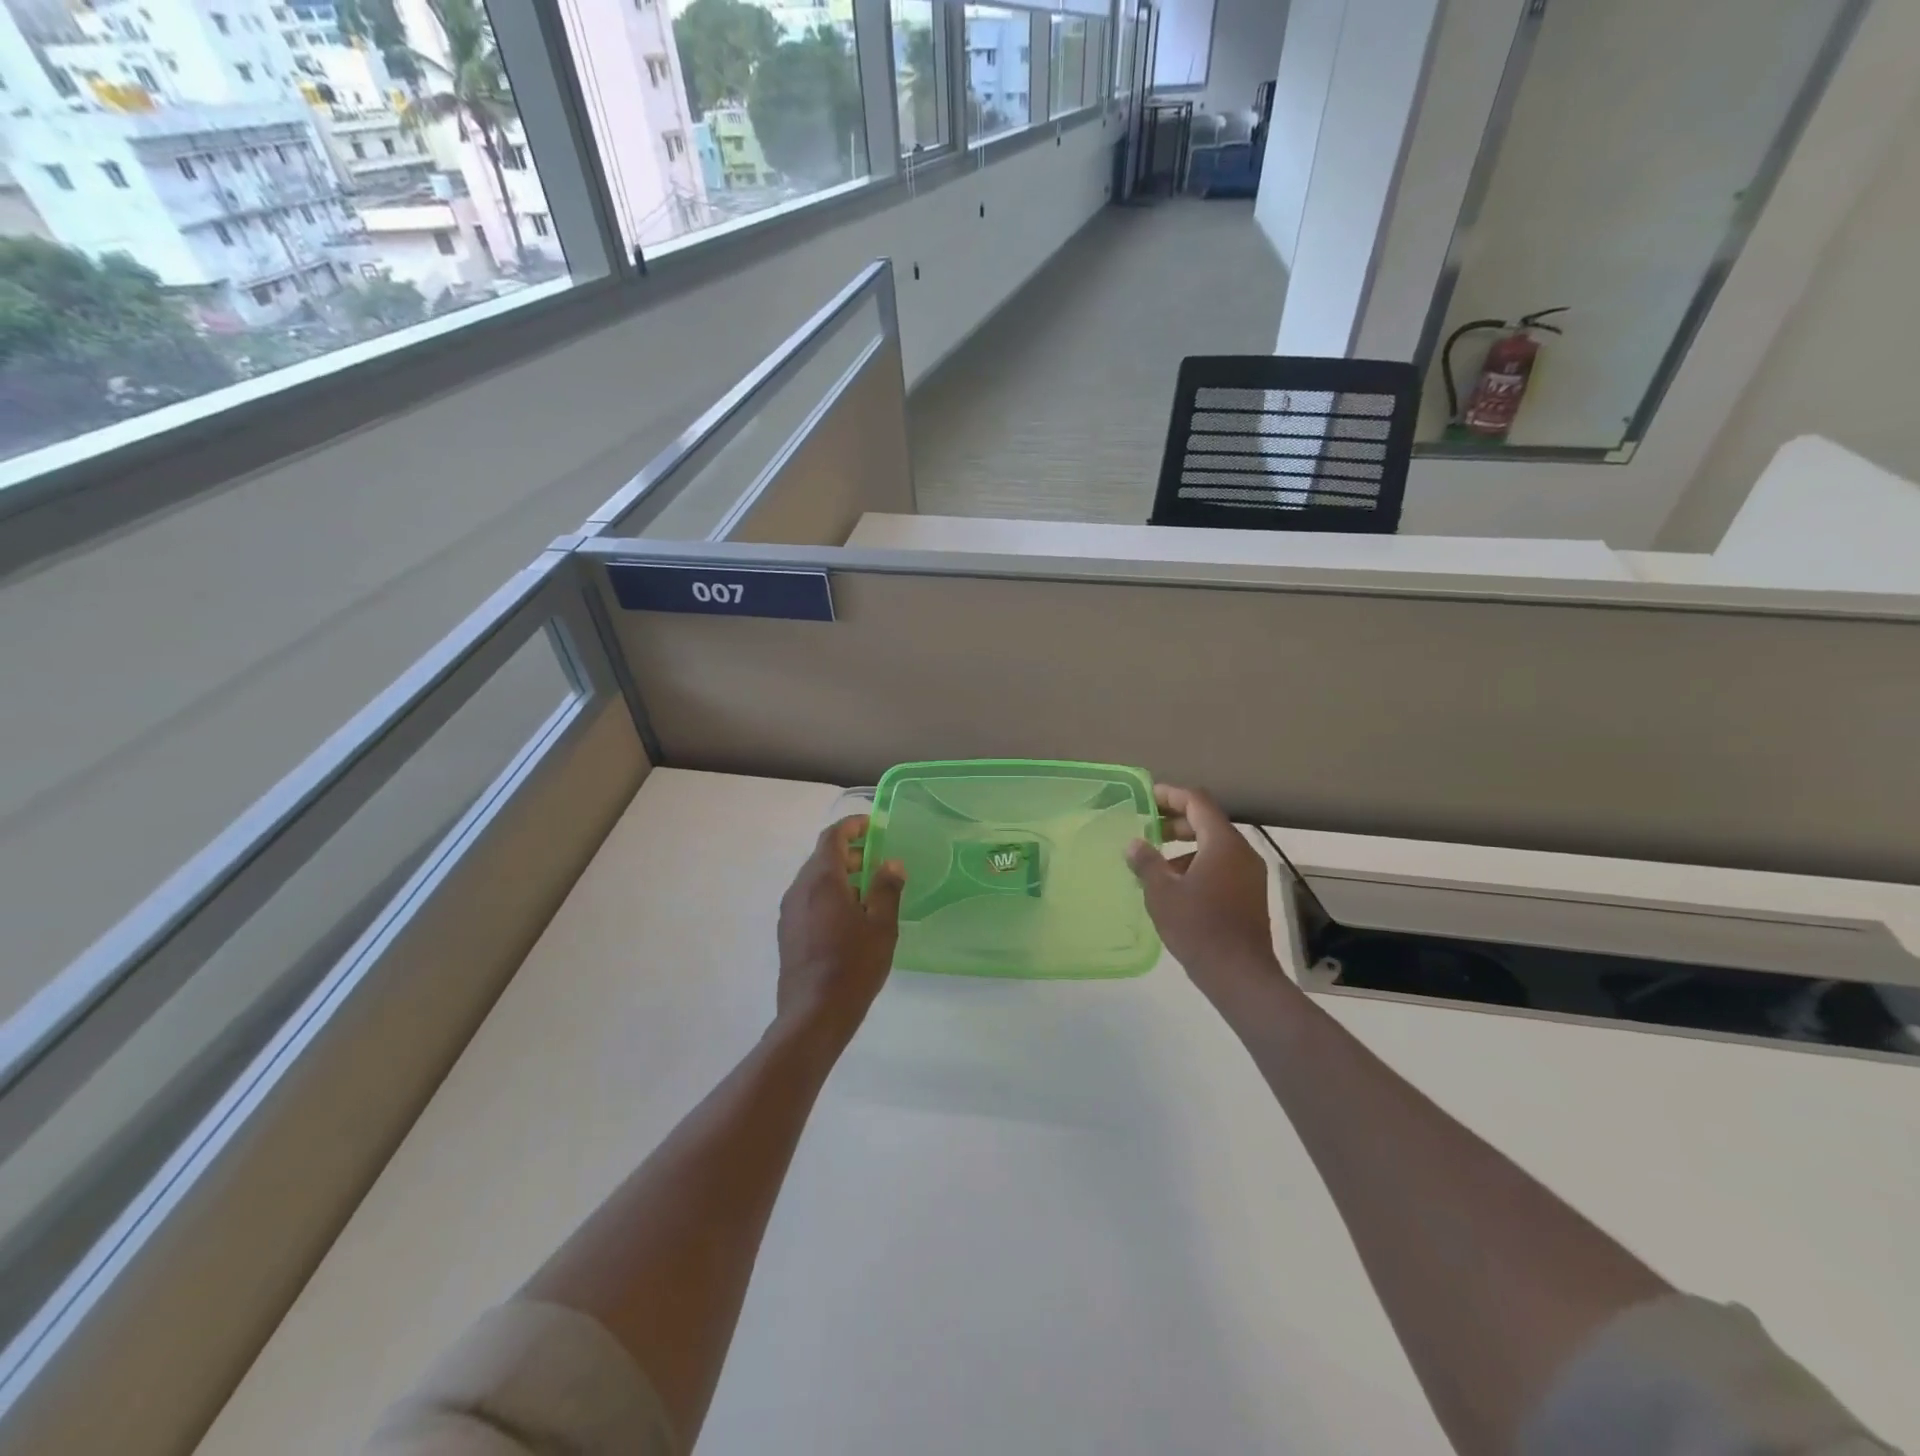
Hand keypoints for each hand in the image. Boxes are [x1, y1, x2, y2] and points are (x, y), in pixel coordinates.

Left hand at [776, 816, 905, 1048]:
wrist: (814, 1014)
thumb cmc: (853, 965)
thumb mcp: (881, 925)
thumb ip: (886, 889)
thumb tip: (891, 864)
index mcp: (821, 880)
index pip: (832, 837)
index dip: (852, 826)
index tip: (873, 825)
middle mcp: (799, 889)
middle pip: (822, 858)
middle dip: (850, 853)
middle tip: (878, 861)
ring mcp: (789, 912)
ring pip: (814, 881)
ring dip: (840, 876)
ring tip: (868, 891)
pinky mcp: (788, 932)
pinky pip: (809, 900)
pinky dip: (829, 895)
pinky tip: (850, 918)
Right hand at [1126, 785, 1281, 1007]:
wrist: (1239, 974)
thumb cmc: (1198, 927)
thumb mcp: (1162, 893)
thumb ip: (1147, 863)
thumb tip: (1135, 844)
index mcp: (1222, 843)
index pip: (1197, 802)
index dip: (1170, 795)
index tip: (1146, 797)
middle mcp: (1241, 852)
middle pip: (1207, 822)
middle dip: (1175, 821)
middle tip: (1146, 828)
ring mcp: (1249, 874)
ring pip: (1214, 846)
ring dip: (1185, 846)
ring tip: (1155, 862)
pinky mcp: (1249, 895)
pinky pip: (1221, 866)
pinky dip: (1197, 864)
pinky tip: (1174, 886)